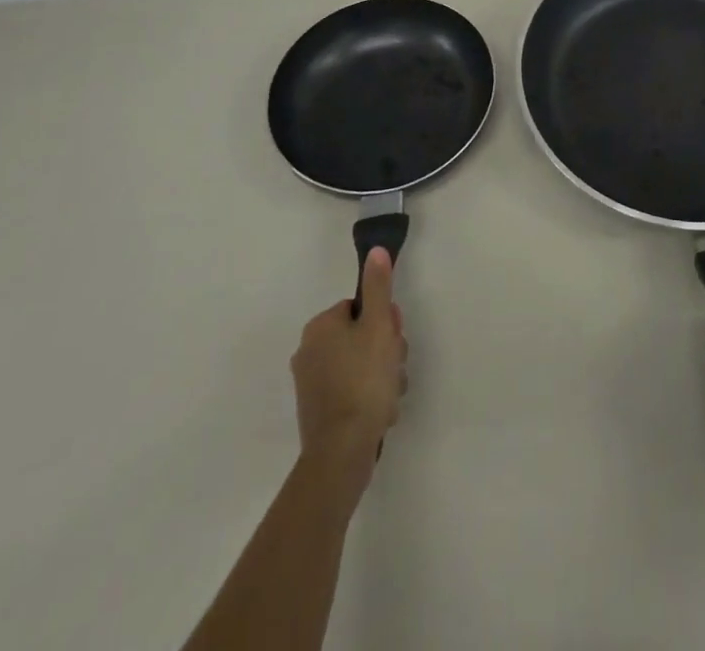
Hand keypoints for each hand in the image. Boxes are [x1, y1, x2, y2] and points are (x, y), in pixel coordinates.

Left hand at [290, 249, 407, 480]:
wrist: (341, 453)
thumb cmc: (363, 381)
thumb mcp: (378, 327)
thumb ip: (378, 288)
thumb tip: (375, 251)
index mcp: (320, 326)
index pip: (360, 308)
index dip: (384, 322)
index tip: (395, 339)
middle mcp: (309, 350)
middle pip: (361, 337)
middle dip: (386, 351)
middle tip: (395, 369)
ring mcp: (311, 384)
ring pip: (360, 366)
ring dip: (382, 377)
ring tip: (391, 396)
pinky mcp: (318, 412)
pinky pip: (351, 392)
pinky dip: (368, 399)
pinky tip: (381, 414)